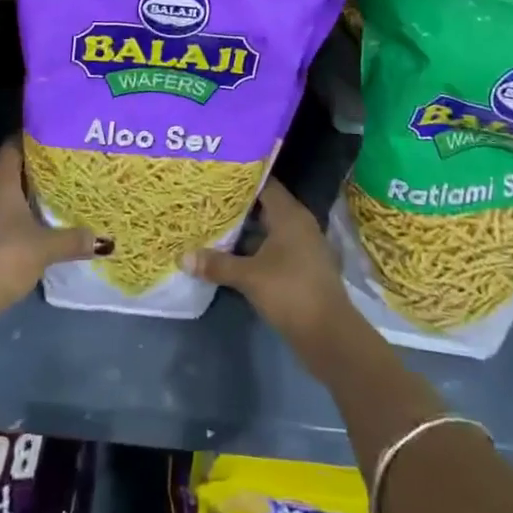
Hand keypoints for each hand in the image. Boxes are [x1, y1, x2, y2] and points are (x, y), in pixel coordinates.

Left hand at [0, 141, 106, 321]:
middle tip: (59, 173)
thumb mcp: (46, 248)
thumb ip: (74, 240)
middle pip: (6, 167)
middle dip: (30, 170)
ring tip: (44, 199)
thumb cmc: (4, 258)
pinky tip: (21, 226)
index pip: (15, 144)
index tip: (57, 143)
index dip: (35, 141)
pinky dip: (2, 214)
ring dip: (15, 194)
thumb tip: (104, 241)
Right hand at [185, 179, 354, 353]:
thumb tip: (183, 256)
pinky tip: (232, 254)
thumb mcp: (249, 277)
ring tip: (213, 225)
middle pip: (265, 206)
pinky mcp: (301, 267)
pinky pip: (274, 248)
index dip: (240, 180)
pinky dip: (255, 248)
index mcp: (290, 214)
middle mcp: (299, 223)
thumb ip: (217, 264)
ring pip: (269, 229)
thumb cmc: (290, 292)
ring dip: (245, 230)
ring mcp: (302, 246)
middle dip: (238, 206)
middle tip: (208, 201)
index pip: (264, 184)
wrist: (329, 334)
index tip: (215, 178)